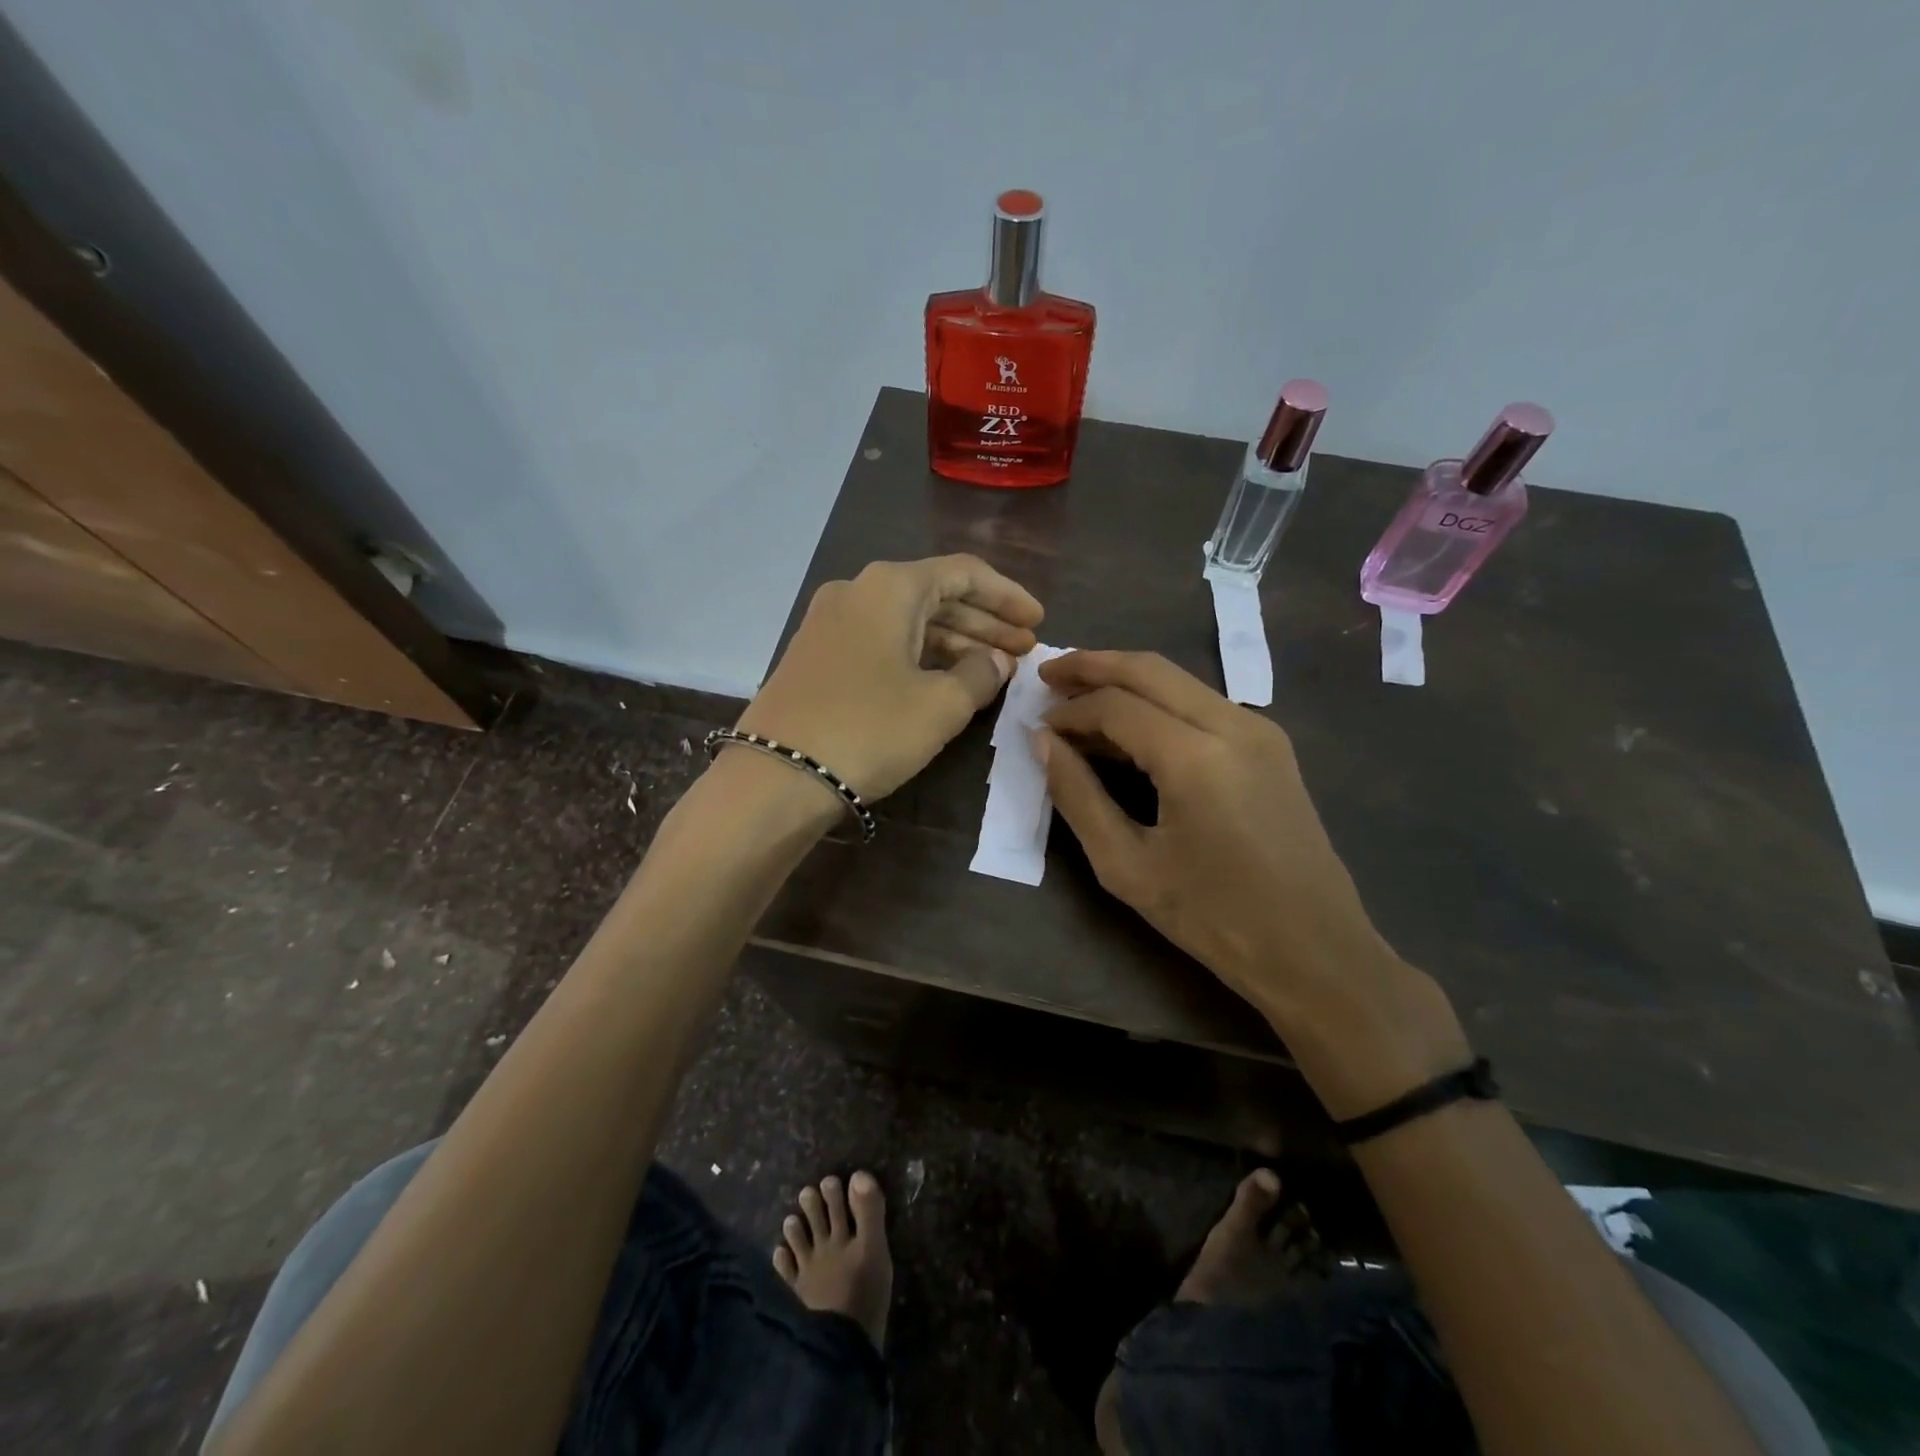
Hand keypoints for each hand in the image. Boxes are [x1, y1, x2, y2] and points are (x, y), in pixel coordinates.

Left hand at [737, 555, 1043, 801]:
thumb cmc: (868, 730)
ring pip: (908, 622)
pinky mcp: (817, 656)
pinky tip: (944, 681)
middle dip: (984, 623)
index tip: (1038, 622)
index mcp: (890, 587)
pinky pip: (882, 643)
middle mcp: (857, 591)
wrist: (776, 776)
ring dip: (954, 642)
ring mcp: (830, 623)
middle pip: (936, 596)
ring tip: (993, 671)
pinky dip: (919, 657)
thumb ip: (979, 674)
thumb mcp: (940, 706)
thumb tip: (995, 661)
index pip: (964, 573)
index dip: (1007, 596)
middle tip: (1023, 652)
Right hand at [1037, 651, 1468, 1117]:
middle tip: (1048, 675)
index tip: (1036, 726)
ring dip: (1126, 680)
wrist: (1316, 952)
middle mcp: (1233, 724)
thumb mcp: (1126, 866)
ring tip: (1079, 697)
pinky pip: (1201, 704)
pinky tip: (1129, 727)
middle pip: (1149, 669)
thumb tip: (1044, 742)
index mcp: (1196, 756)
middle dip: (1093, 665)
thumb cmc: (1214, 918)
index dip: (1069, 710)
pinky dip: (1157, 703)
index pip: (1116, 705)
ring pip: (1178, 680)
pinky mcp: (1271, 745)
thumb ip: (1078, 796)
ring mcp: (1259, 730)